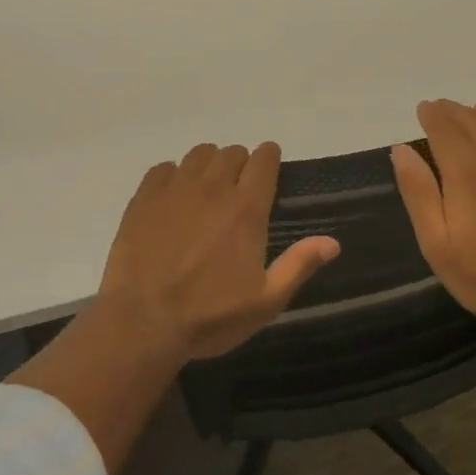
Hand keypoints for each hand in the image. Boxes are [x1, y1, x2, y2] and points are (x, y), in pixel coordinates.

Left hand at [96, 142, 340, 361]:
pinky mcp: (144, 198)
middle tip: (238, 187)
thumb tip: (332, 241)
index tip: (269, 167)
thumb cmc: (210, 316)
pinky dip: (173, 175)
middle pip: (231, 153)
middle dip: (240, 163)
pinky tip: (173, 197)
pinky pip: (163, 168)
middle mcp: (212, 188)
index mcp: (246, 209)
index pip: (263, 160)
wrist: (143, 321)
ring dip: (208, 164)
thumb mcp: (265, 302)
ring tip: (207, 188)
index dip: (269, 158)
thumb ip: (298, 265)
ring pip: (198, 154)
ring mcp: (174, 189)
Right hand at [391, 101, 475, 337]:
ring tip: (474, 114)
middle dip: (455, 111)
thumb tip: (402, 149)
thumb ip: (418, 192)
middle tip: (442, 110)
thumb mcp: (437, 243)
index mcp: (467, 174)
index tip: (423, 110)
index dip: (432, 114)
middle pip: (475, 119)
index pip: (446, 127)